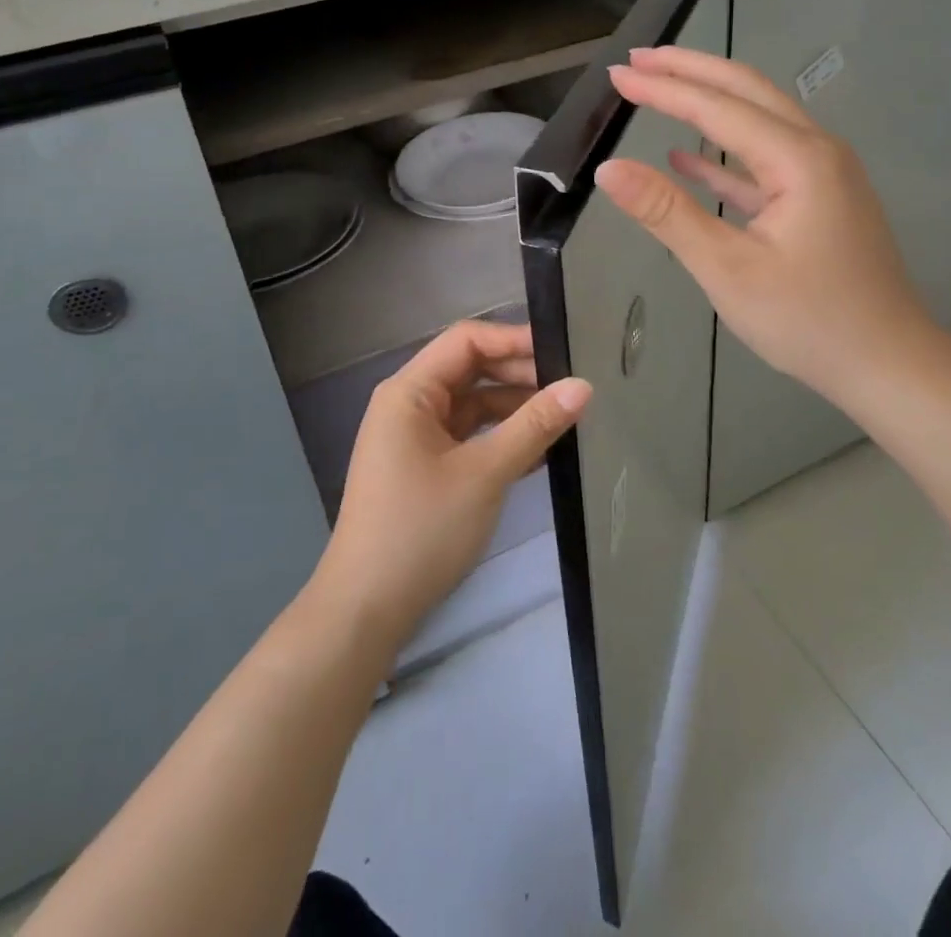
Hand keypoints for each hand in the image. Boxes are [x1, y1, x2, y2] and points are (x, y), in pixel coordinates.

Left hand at [312, 321, 591, 650]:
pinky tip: (540, 451)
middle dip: (519, 375)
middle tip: (571, 388)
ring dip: (514, 409)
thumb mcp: (484, 473)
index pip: (466, 341)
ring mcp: (415, 438)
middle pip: (470, 370)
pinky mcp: (425, 467)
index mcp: (409, 391)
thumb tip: (583, 386)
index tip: (563, 352)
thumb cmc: (421, 529)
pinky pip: (468, 437)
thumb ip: (534, 425)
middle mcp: (409, 405)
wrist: (367, 609)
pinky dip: (500, 438)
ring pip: (472, 405)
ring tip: (564, 417)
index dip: (513, 340)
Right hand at [594, 46, 943, 416]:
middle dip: (690, 70)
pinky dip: (724, 154)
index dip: (664, 88)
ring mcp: (822, 174)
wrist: (888, 365)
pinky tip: (687, 157)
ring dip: (707, 103)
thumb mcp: (728, 269)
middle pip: (746, 91)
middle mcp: (816, 150)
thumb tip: (608, 168)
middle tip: (637, 60)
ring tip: (659, 87)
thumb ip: (667, 213)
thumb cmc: (807, 320)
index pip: (718, 107)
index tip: (617, 74)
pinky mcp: (819, 199)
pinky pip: (764, 161)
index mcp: (798, 159)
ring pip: (757, 120)